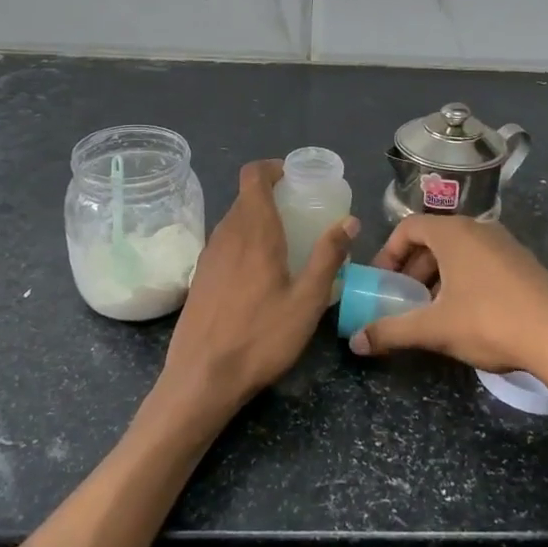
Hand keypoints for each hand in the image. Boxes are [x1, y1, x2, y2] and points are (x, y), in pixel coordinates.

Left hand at [155, 161, 355, 433]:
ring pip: (233, 221)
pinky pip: (224, 243)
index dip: (273, 168)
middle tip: (302, 214)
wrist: (201, 377)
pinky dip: (244, 242)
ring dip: (258, 220)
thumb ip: (328, 256)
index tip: (296, 178)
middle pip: (245, 198)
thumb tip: (348, 220)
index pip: (253, 176)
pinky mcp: (199, 277)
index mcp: (254, 232)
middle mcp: (226, 235)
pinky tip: (260, 273)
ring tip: (286, 243)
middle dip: (273, 196)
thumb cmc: (261, 338)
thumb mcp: (307, 301)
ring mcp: (208, 256)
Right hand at [352, 215, 547, 389]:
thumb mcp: (434, 329)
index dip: (388, 253)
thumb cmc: (489, 322)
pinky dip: (464, 280)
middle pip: (434, 239)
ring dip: (438, 276)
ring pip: (460, 252)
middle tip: (403, 299)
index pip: (408, 227)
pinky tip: (468, 315)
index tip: (381, 283)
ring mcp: (507, 245)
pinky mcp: (526, 265)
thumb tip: (354, 343)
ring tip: (432, 310)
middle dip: (412, 268)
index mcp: (454, 233)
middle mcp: (480, 229)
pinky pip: (483, 262)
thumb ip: (391, 331)